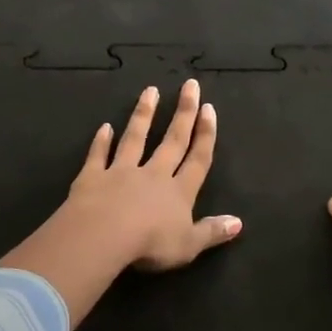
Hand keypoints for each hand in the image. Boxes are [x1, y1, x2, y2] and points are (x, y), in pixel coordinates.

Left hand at [64, 80, 241, 271]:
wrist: (103, 236)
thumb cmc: (151, 244)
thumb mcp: (189, 245)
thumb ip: (212, 232)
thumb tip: (238, 222)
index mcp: (179, 192)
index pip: (197, 159)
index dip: (205, 134)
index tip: (209, 109)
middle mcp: (153, 175)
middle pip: (172, 140)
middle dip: (183, 112)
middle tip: (190, 85)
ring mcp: (121, 172)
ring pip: (135, 138)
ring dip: (144, 114)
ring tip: (150, 90)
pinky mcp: (93, 177)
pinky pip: (98, 155)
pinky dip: (101, 141)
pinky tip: (105, 127)